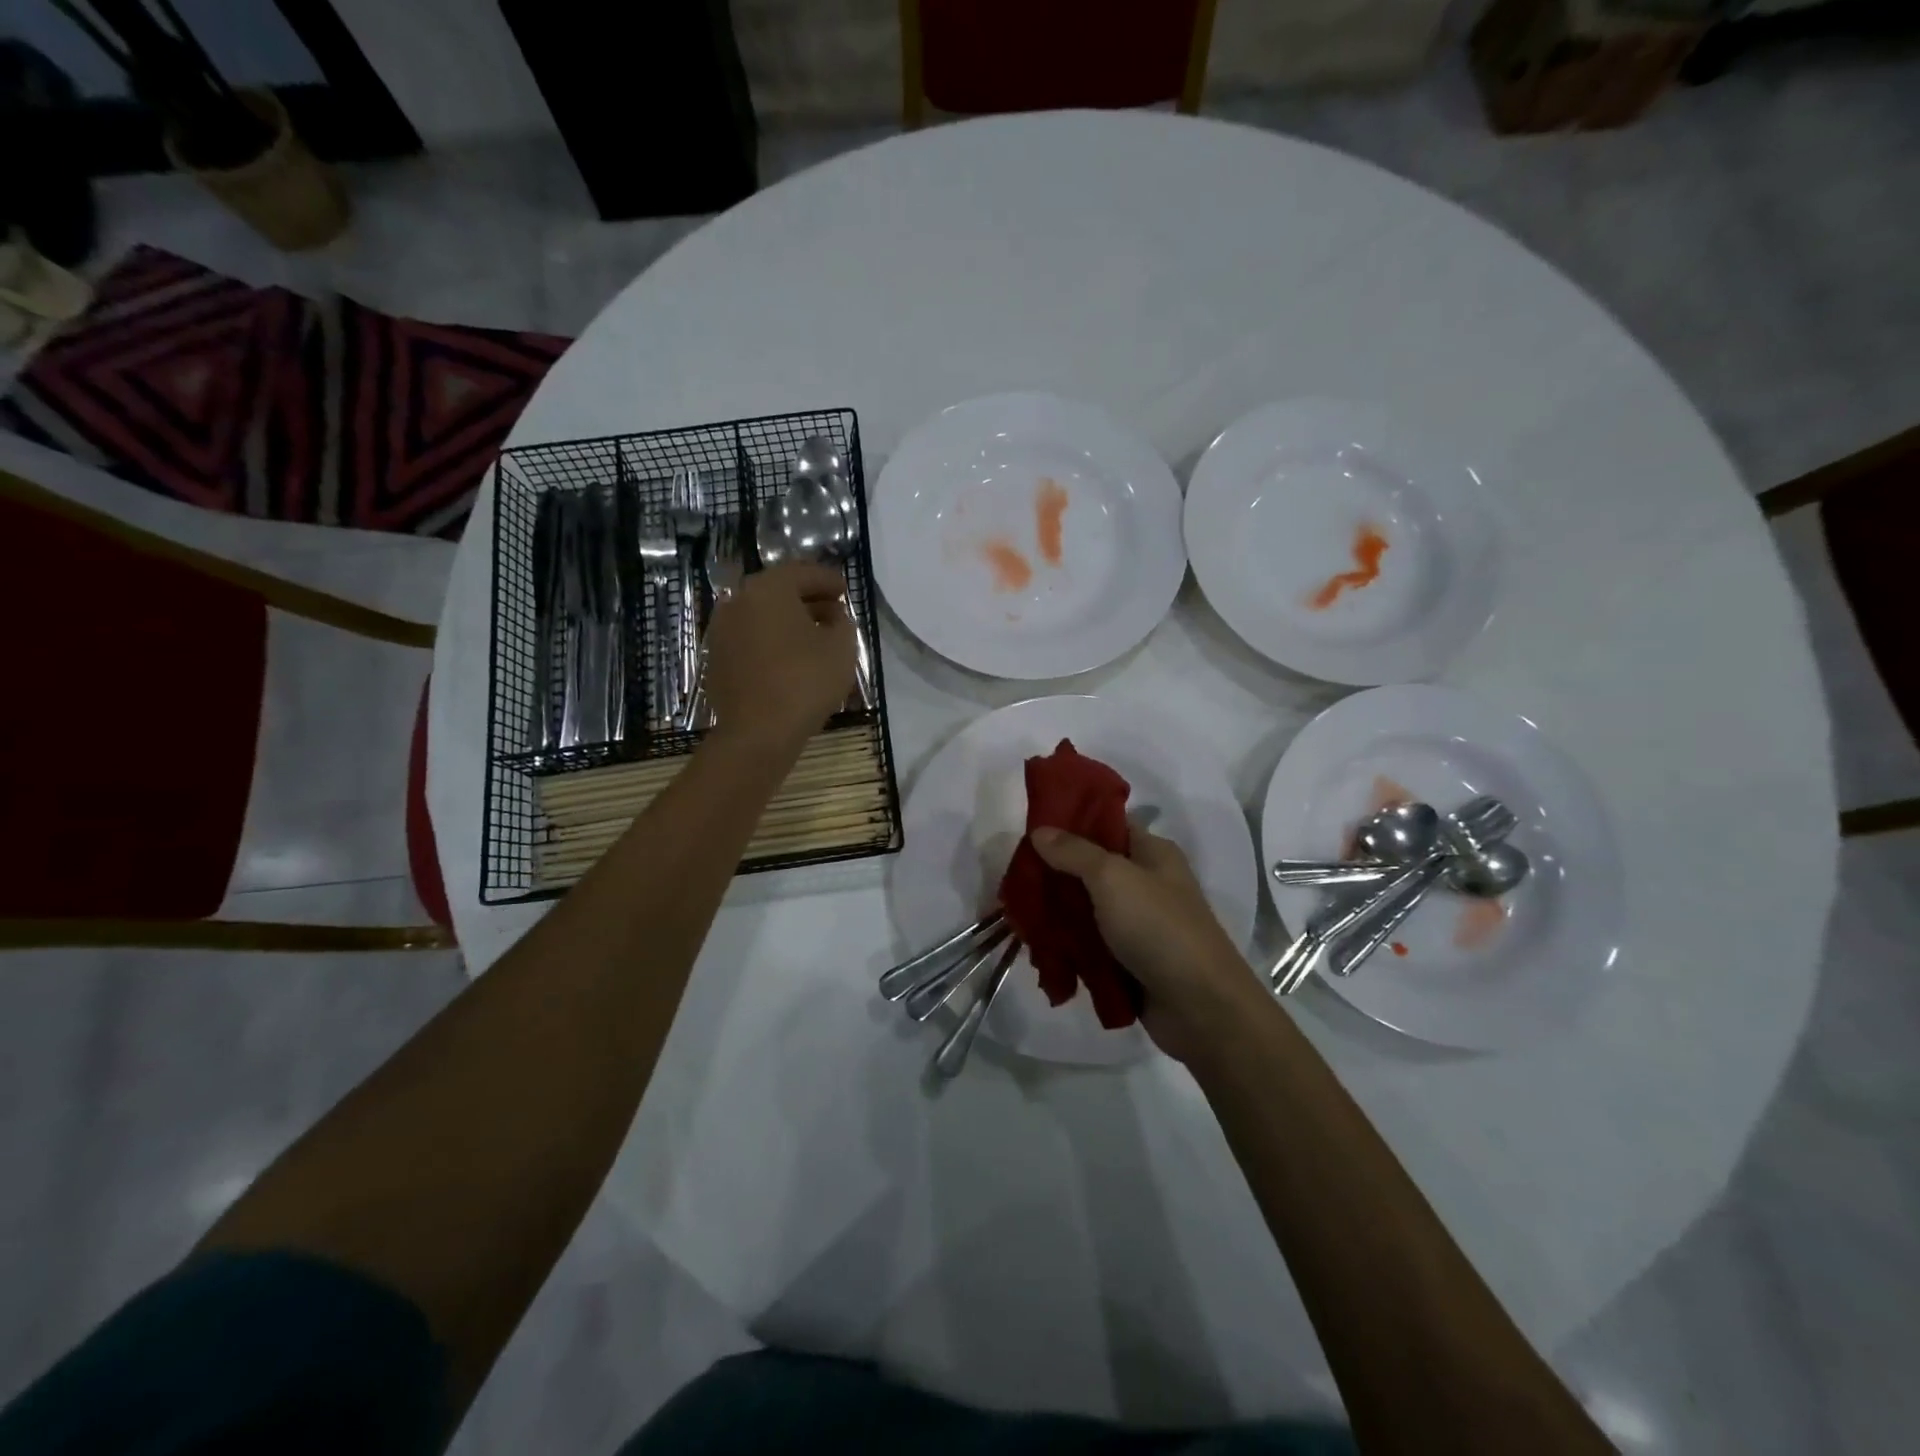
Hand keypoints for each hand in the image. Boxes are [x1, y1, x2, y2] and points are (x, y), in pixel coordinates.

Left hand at [703, 563, 857, 743]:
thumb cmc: (805, 682)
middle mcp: (738, 601)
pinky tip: (789, 659)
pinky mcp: (716, 659)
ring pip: (761, 615)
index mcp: (768, 589)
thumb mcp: (842, 647)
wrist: (757, 732)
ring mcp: (722, 631)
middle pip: (778, 591)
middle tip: (832, 610)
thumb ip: (842, 622)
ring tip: (813, 637)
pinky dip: (771, 641)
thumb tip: (832, 615)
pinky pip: (750, 639)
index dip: (828, 580)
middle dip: (807, 598)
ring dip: (788, 621)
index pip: (803, 572)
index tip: (845, 590)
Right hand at [1030, 822, 1268, 1061]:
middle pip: (1091, 869)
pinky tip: (1037, 947)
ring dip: (1056, 914)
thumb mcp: (1113, 878)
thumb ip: (1074, 852)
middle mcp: (1146, 884)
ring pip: (1086, 910)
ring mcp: (1137, 925)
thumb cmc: (1159, 928)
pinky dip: (1067, 946)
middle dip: (1055, 873)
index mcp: (1152, 854)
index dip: (1072, 822)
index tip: (1031, 827)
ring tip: (1017, 915)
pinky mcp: (1129, 961)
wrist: (1201, 1008)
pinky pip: (1090, 945)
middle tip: (1015, 876)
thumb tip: (1040, 830)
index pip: (1107, 825)